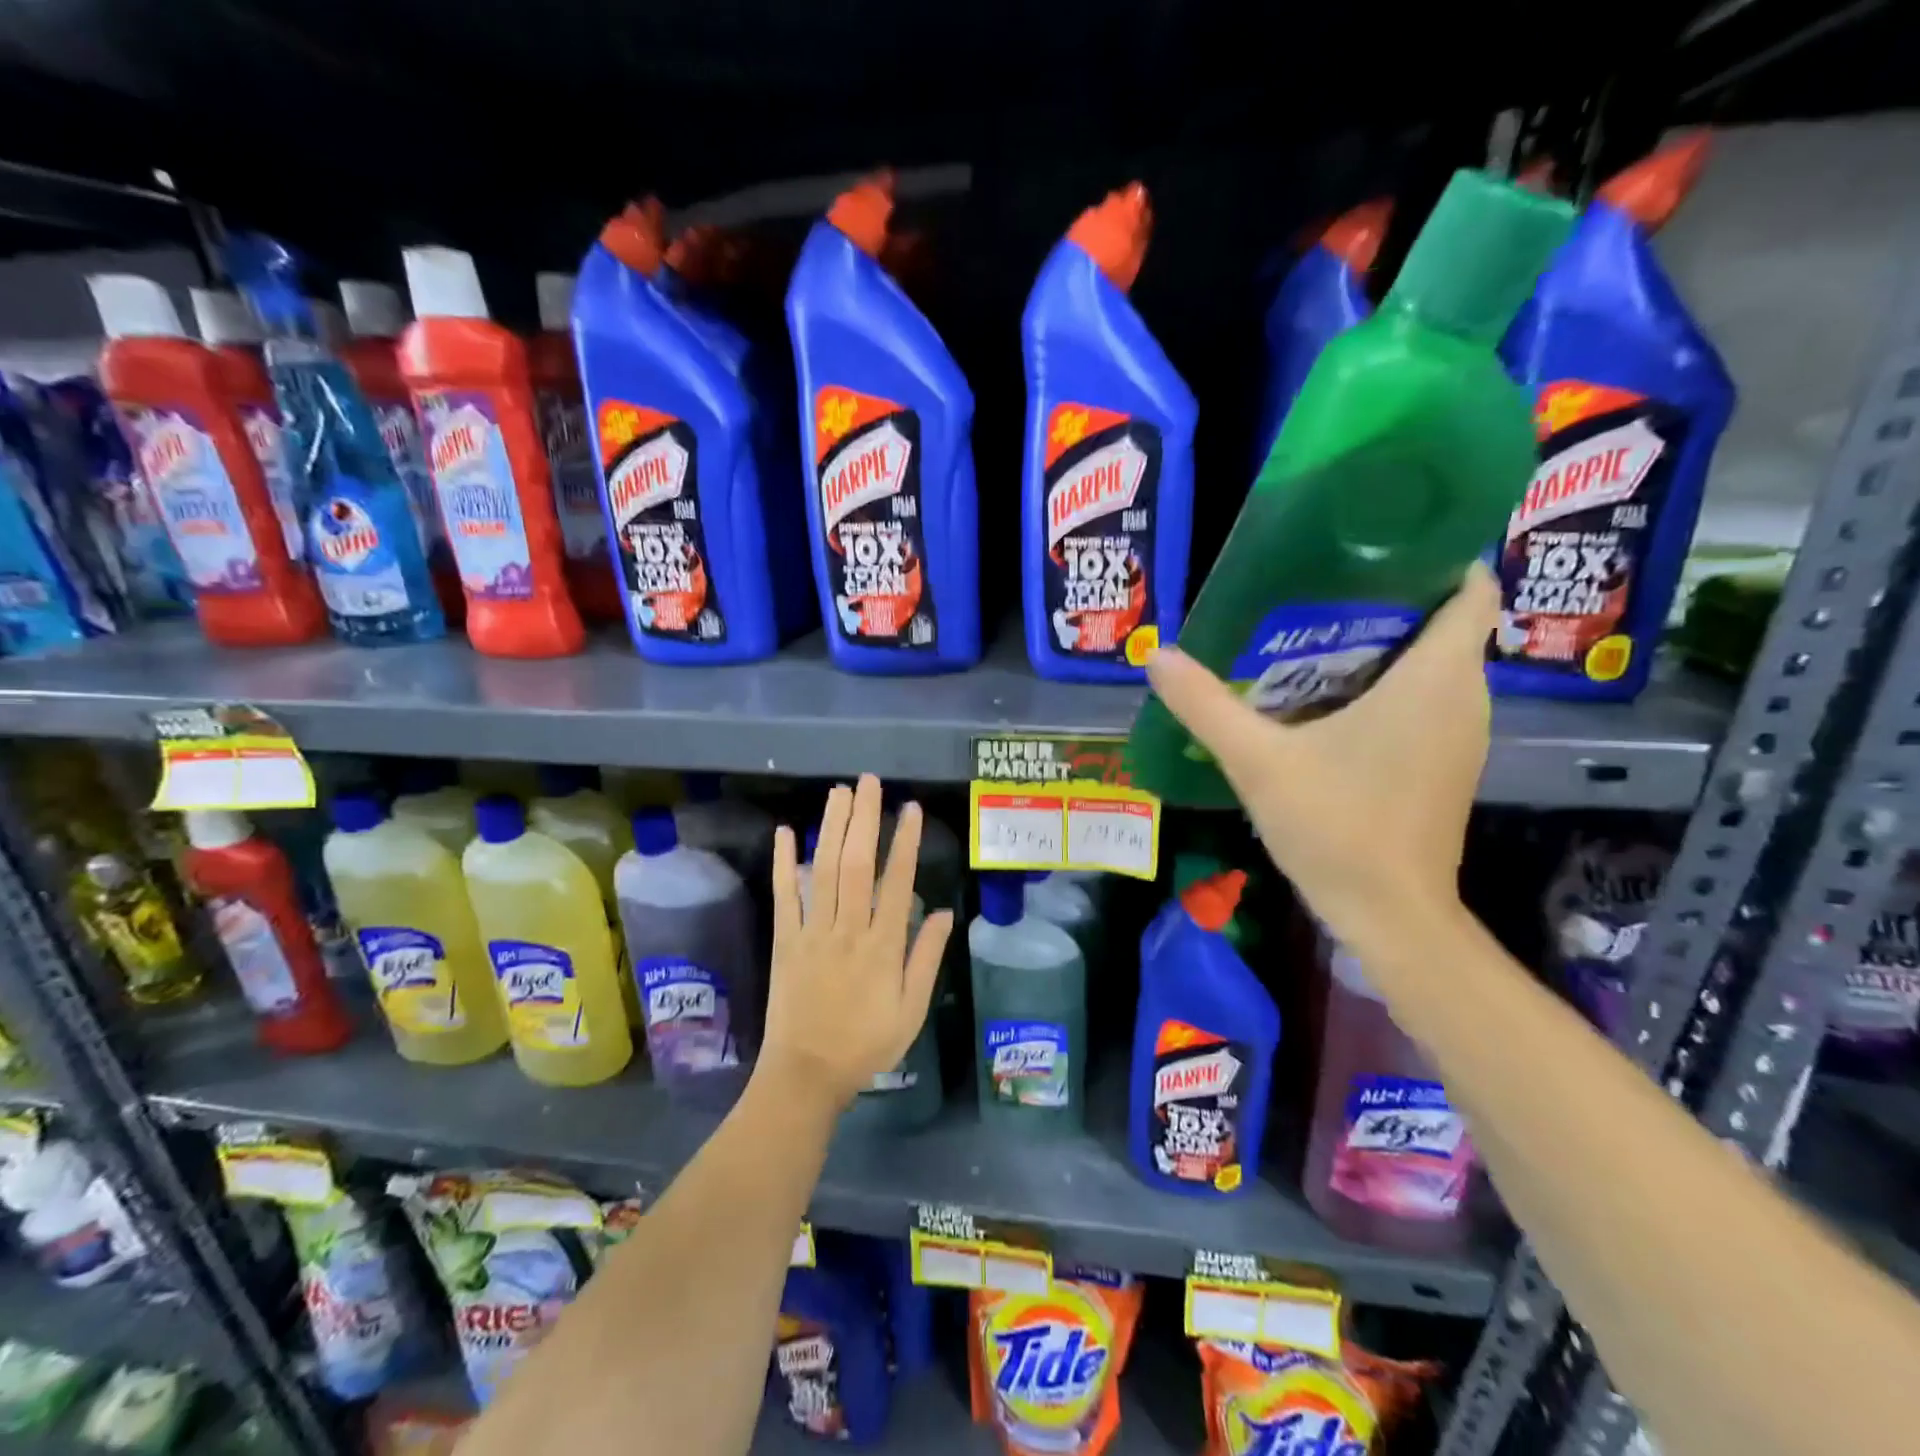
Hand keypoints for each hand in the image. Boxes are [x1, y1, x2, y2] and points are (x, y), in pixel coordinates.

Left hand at [759, 774, 953, 1110]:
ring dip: (831, 829)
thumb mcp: (911, 1010)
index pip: (896, 883)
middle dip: (864, 820)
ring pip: (822, 871)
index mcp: (882, 946)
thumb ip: (926, 959)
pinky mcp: (784, 940)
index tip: (910, 809)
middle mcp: (847, 930)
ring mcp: (812, 932)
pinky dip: (783, 863)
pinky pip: (784, 896)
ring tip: (839, 793)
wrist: (806, 1074)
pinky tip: (785, 832)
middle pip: (856, 865)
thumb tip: (943, 912)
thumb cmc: (866, 1044)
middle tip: (869, 782)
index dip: (905, 842)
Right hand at [1145, 566, 1497, 948]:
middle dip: (1388, 597)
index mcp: (1436, 677)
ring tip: (1312, 633)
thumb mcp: (1258, 760)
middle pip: (1443, 621)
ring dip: (1384, 644)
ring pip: (1434, 664)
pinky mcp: (1444, 764)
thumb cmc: (1337, 826)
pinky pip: (1425, 700)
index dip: (1436, 555)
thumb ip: (1205, 705)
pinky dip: (1387, 685)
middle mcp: (1464, 696)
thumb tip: (1156, 655)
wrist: (1389, 915)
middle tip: (1316, 586)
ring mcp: (1459, 734)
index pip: (1472, 587)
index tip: (1373, 546)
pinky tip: (1327, 699)